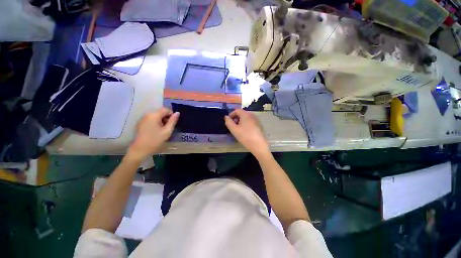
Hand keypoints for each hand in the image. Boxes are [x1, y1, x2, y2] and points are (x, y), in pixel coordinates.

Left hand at [127, 108, 178, 161]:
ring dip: (161, 120)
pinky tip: (156, 131)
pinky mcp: (141, 123)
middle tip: (168, 128)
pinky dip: (156, 122)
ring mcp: (143, 118)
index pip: (166, 109)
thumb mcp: (167, 131)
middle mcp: (147, 114)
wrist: (140, 149)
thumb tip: (177, 113)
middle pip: (161, 112)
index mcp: (154, 115)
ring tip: (163, 130)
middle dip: (166, 118)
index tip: (173, 123)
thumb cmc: (155, 140)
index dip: (172, 115)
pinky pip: (151, 119)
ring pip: (156, 115)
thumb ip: (173, 121)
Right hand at [224, 109, 269, 158]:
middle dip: (236, 118)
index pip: (237, 110)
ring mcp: (256, 120)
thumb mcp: (234, 130)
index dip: (231, 114)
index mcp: (246, 114)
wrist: (259, 145)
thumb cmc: (245, 137)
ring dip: (240, 121)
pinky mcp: (259, 125)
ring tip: (238, 129)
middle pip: (242, 113)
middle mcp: (252, 115)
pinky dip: (245, 123)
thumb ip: (228, 122)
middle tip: (233, 126)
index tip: (229, 121)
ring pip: (246, 117)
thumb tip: (226, 117)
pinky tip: (245, 131)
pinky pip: (250, 121)